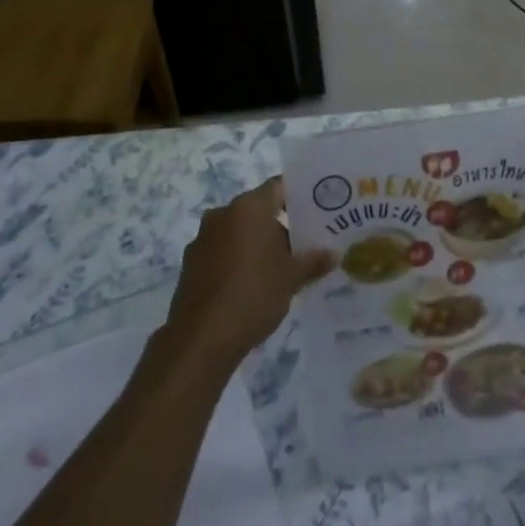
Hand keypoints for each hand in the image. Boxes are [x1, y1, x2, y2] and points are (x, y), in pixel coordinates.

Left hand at [165, 179, 331, 368]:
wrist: (201, 338)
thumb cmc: (254, 295)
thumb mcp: (291, 278)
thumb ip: (313, 261)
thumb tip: (334, 254)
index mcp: (250, 207)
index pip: (278, 187)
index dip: (298, 196)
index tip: (315, 210)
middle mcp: (224, 213)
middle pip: (258, 209)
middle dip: (279, 223)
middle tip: (302, 243)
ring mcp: (203, 237)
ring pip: (238, 229)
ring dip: (256, 242)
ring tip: (277, 267)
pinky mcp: (191, 261)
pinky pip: (221, 249)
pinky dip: (236, 258)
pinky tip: (248, 283)